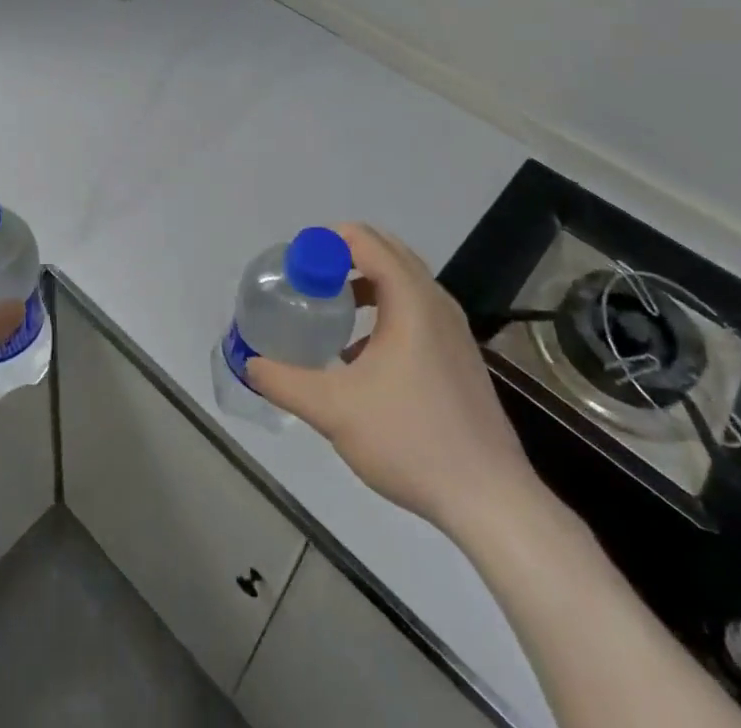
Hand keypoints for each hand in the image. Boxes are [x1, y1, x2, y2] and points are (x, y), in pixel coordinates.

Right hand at [246, 223, 547, 542]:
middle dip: (342, 256)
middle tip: (306, 280)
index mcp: (411, 299)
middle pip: (385, 251)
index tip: (294, 266)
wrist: (491, 500)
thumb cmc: (411, 440)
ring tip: (329, 308)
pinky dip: (384, 308)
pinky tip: (360, 354)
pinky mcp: (459, 355)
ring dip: (364, 282)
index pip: (364, 240)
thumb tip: (250, 363)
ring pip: (402, 281)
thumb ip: (285, 382)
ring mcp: (453, 329)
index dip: (324, 243)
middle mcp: (435, 302)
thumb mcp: (334, 410)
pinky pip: (415, 308)